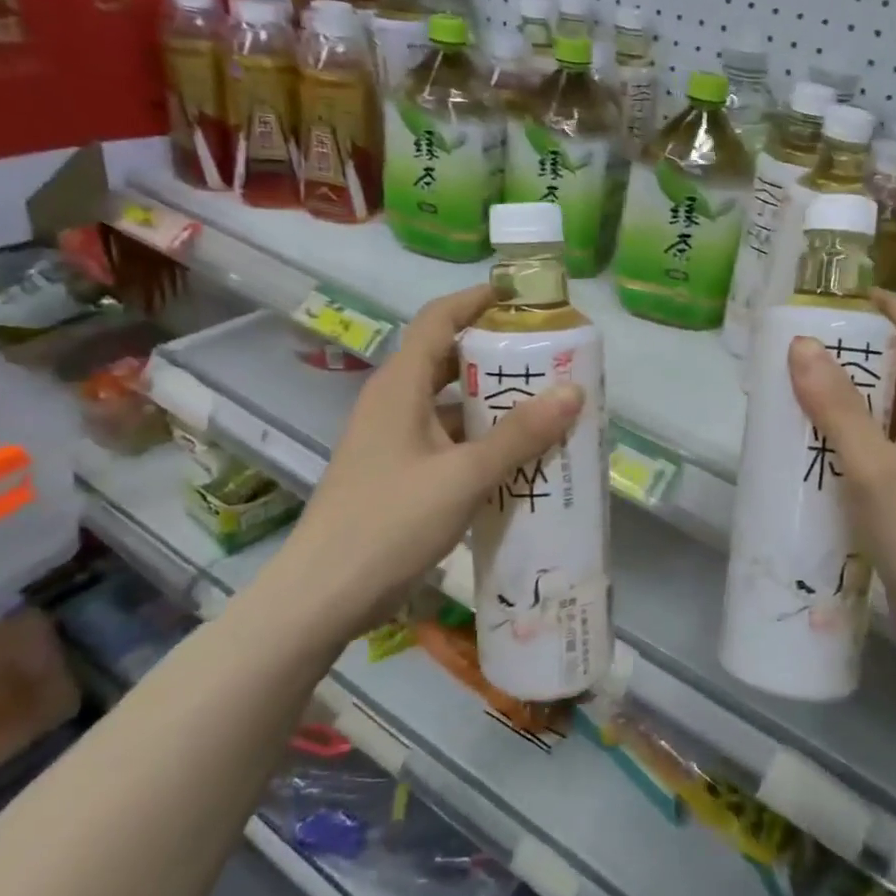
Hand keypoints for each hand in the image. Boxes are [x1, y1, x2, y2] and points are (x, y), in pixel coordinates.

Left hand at [264, 285, 584, 632]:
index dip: (478, 301)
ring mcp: (393, 440)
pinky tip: (518, 461)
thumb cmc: (389, 522)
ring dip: (494, 406)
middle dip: (500, 359)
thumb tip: (573, 391)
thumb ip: (519, 435)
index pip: (439, 319)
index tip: (524, 299)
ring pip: (451, 406)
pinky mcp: (398, 473)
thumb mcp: (463, 476)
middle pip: (449, 361)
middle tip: (551, 363)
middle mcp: (394, 403)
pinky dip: (481, 442)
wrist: (323, 596)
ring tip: (547, 411)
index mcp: (400, 386)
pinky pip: (447, 441)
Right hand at [787, 291, 895, 656]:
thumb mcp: (874, 468)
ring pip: (878, 410)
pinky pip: (869, 448)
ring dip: (839, 395)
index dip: (889, 304)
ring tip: (789, 395)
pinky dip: (838, 437)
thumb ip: (839, 408)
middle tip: (797, 350)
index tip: (841, 297)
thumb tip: (802, 342)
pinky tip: (805, 453)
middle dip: (851, 350)